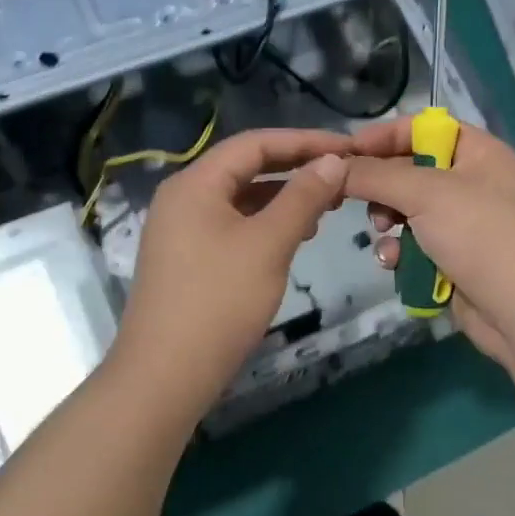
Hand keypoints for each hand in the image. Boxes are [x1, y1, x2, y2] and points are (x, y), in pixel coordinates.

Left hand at [110, 128, 351, 411]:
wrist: (166, 374)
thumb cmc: (220, 301)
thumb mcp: (269, 243)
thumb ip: (303, 197)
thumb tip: (332, 161)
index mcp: (195, 183)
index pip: (255, 144)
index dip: (305, 141)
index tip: (348, 148)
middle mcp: (184, 197)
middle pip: (246, 168)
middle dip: (296, 169)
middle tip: (342, 176)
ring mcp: (182, 229)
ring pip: (241, 199)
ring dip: (284, 198)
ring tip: (326, 208)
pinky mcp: (188, 258)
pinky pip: (233, 225)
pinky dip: (266, 224)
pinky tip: (294, 237)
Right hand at [342, 119, 514, 366]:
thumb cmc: (480, 236)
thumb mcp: (425, 193)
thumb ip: (375, 175)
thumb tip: (335, 166)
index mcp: (479, 152)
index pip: (423, 128)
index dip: (384, 136)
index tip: (346, 153)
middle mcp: (473, 182)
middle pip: (411, 170)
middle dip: (382, 186)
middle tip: (357, 198)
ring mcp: (465, 224)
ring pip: (408, 212)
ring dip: (389, 222)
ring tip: (382, 233)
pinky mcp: (455, 259)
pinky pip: (416, 245)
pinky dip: (402, 252)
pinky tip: (393, 263)